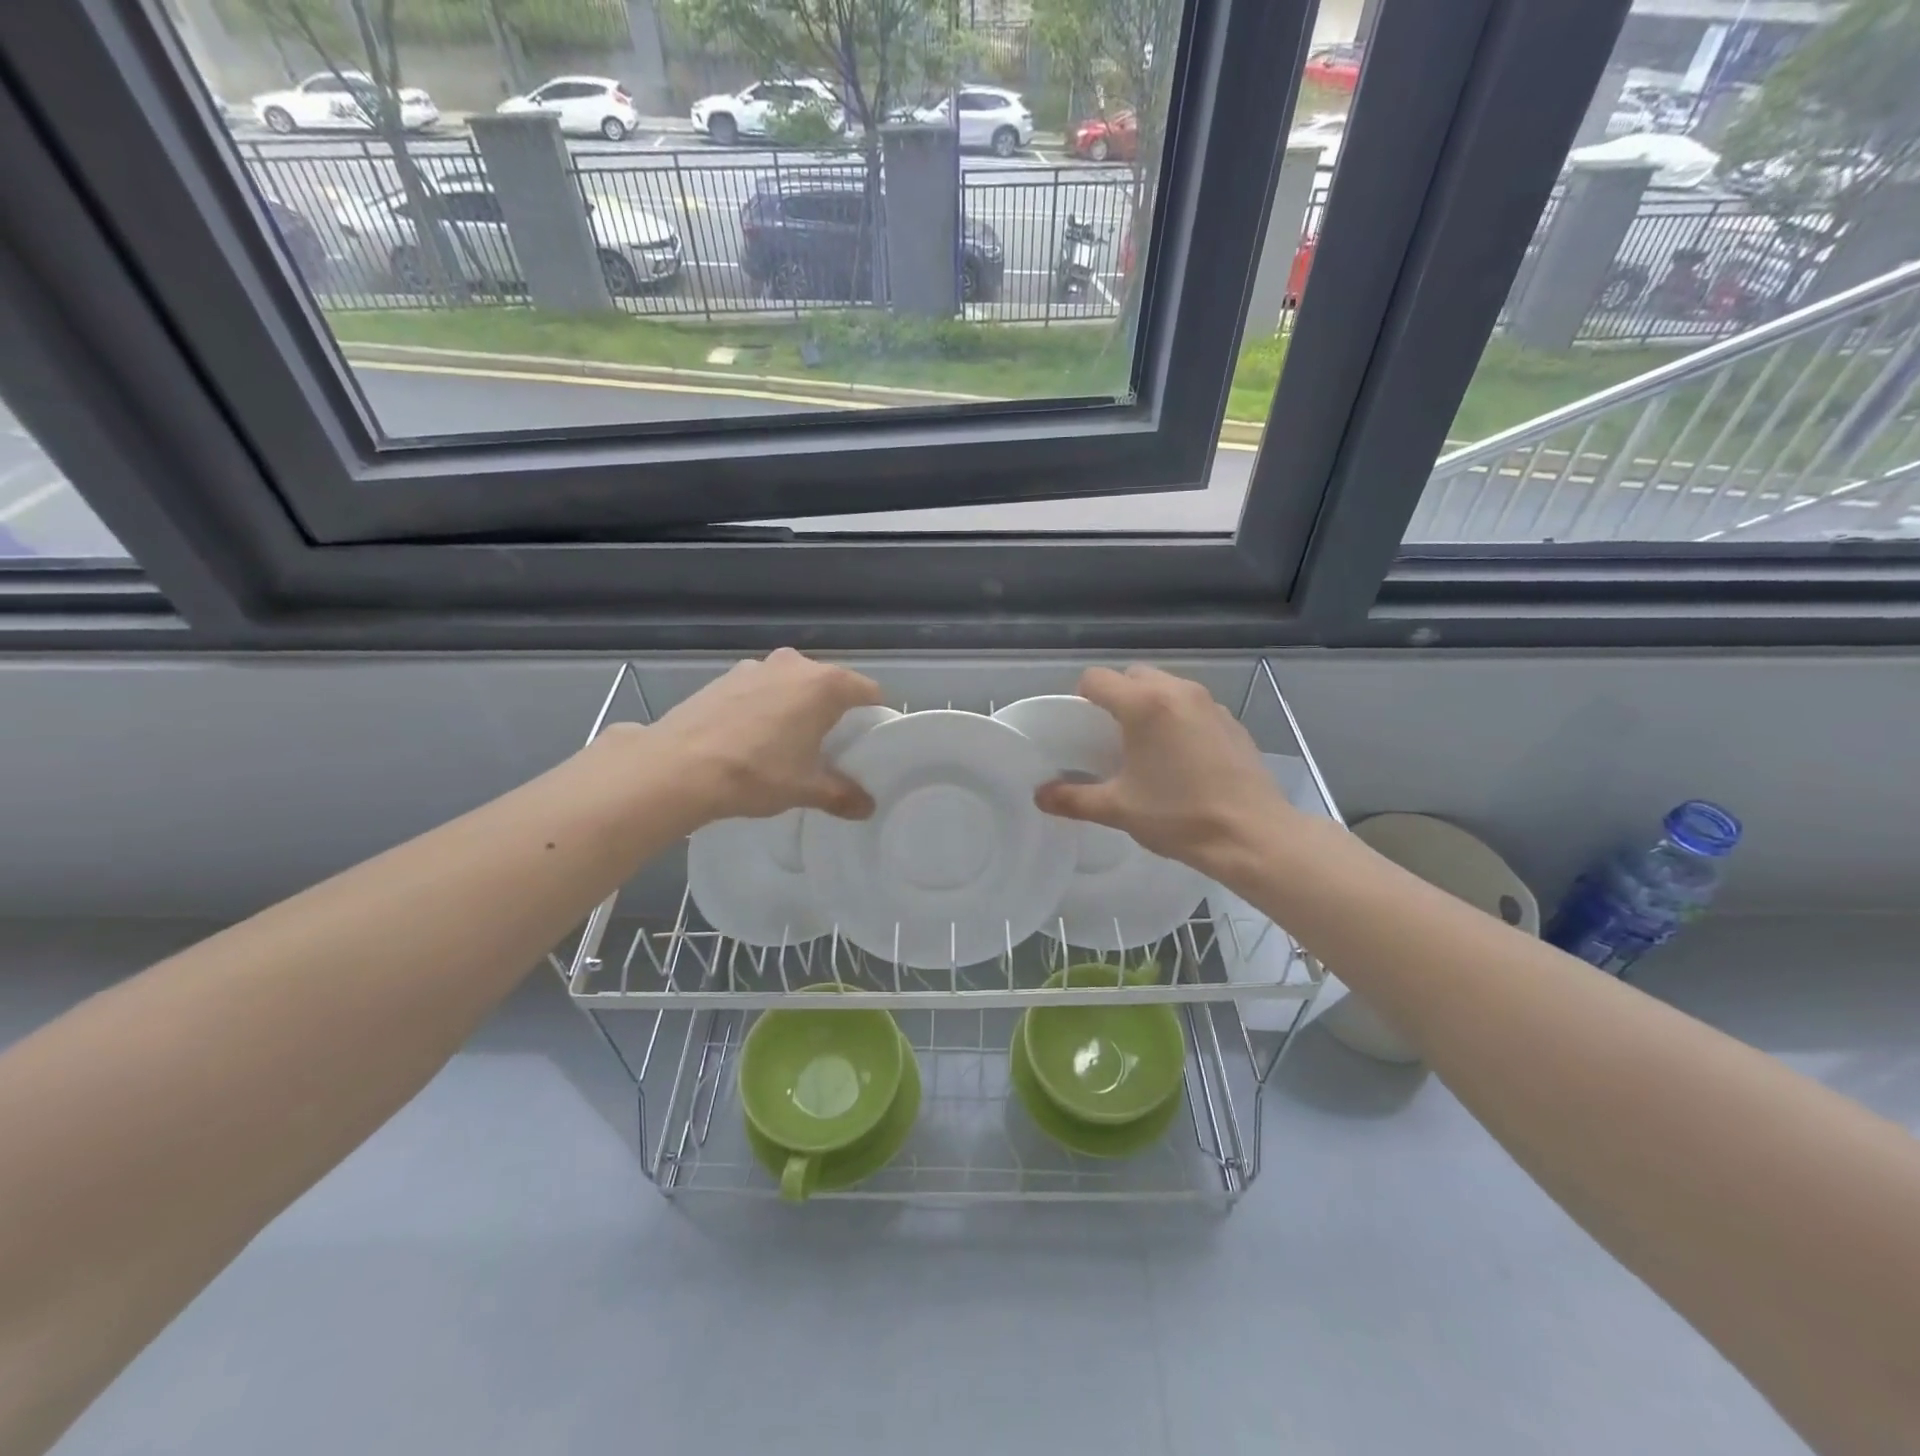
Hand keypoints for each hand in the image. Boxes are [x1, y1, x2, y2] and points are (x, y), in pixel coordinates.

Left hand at [644, 649, 884, 823]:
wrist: (678, 767)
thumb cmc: (757, 772)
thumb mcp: (806, 788)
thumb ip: (842, 794)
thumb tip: (867, 807)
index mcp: (825, 685)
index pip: (868, 691)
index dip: (873, 715)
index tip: (868, 740)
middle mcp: (794, 665)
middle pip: (829, 684)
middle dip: (833, 711)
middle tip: (829, 746)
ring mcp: (756, 666)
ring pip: (791, 685)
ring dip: (796, 706)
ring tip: (787, 743)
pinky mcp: (724, 677)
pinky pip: (760, 689)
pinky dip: (765, 706)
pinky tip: (751, 737)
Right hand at [1034, 665, 1294, 873]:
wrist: (1253, 835)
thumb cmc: (1179, 817)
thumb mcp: (1118, 809)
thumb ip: (1074, 799)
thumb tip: (1040, 796)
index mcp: (1144, 705)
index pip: (1097, 679)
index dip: (1082, 698)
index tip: (1083, 728)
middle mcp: (1177, 691)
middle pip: (1133, 675)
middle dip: (1117, 697)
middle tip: (1112, 736)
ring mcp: (1209, 703)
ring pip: (1166, 687)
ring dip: (1149, 704)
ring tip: (1147, 746)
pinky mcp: (1231, 721)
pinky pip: (1192, 705)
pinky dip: (1178, 718)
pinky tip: (1182, 757)